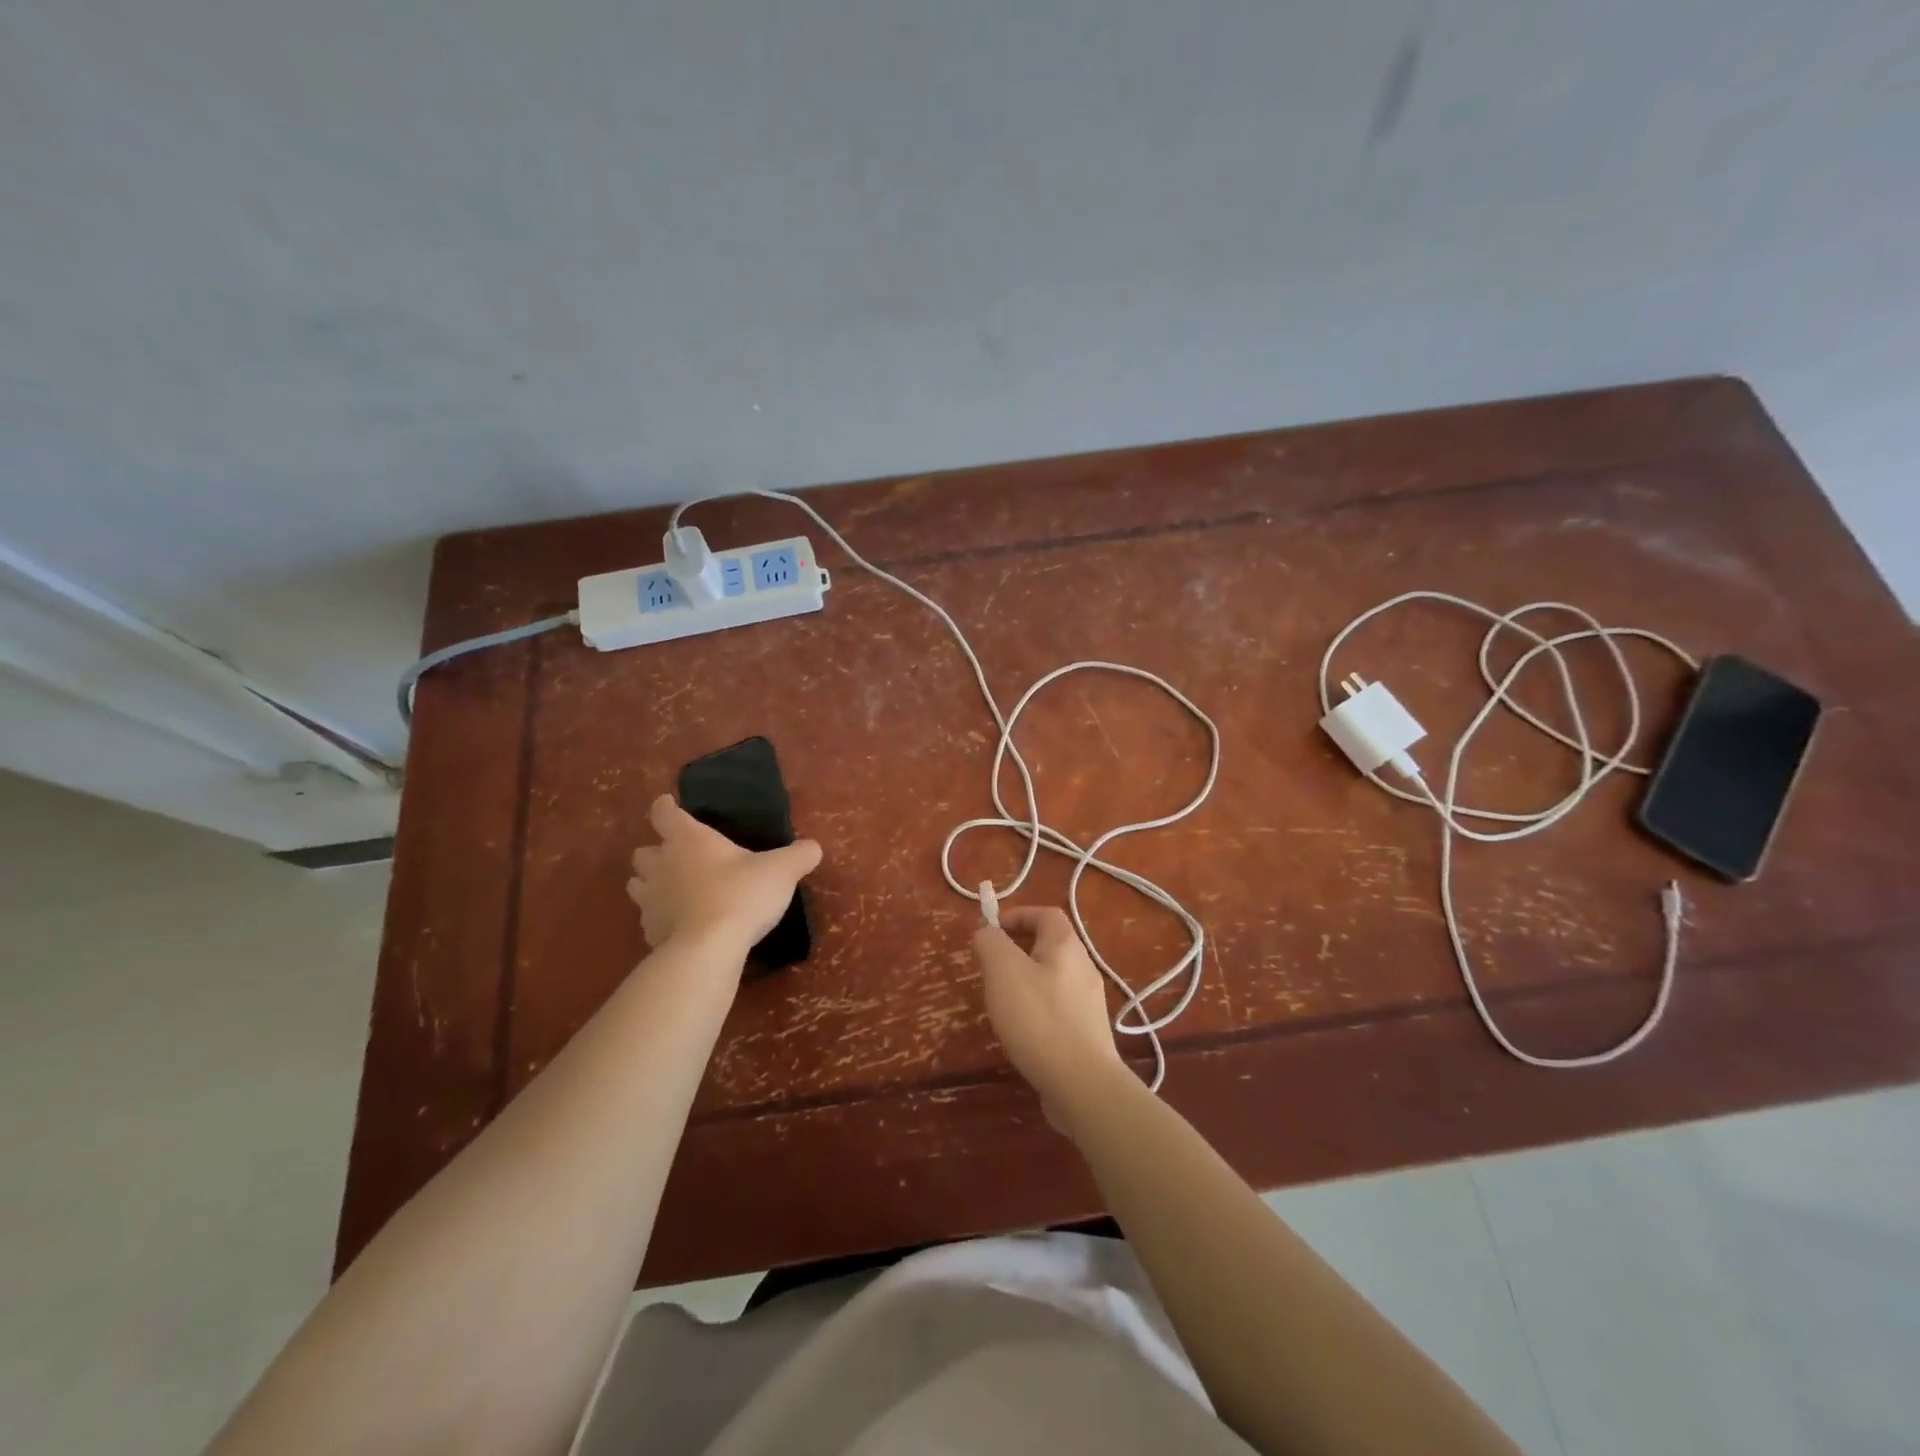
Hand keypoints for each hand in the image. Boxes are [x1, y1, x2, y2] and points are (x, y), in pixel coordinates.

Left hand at [626, 795, 821, 955]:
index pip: (664, 813)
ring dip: (650, 884)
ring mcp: (650, 901)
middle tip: (678, 857)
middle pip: (642, 851)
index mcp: (689, 839)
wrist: (709, 949)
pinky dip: (660, 918)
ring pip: (637, 884)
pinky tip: (680, 925)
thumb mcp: (782, 870)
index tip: (668, 805)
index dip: (665, 807)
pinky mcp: (649, 932)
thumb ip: (799, 855)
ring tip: (673, 890)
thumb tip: (813, 848)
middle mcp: (662, 865)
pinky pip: (648, 919)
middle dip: (656, 852)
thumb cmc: (742, 894)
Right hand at [973, 906, 1128, 1129]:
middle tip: (992, 968)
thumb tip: (987, 933)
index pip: (1045, 913)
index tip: (992, 932)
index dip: (1018, 915)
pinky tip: (1024, 1031)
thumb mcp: (1003, 971)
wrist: (1082, 1083)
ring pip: (1053, 977)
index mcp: (1066, 945)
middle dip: (1018, 950)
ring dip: (1027, 980)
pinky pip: (1058, 1006)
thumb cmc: (1039, 1019)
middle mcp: (1084, 966)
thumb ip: (990, 943)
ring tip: (1003, 1002)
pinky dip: (1038, 1008)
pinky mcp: (1088, 1030)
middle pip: (1050, 944)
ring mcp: (1089, 1000)